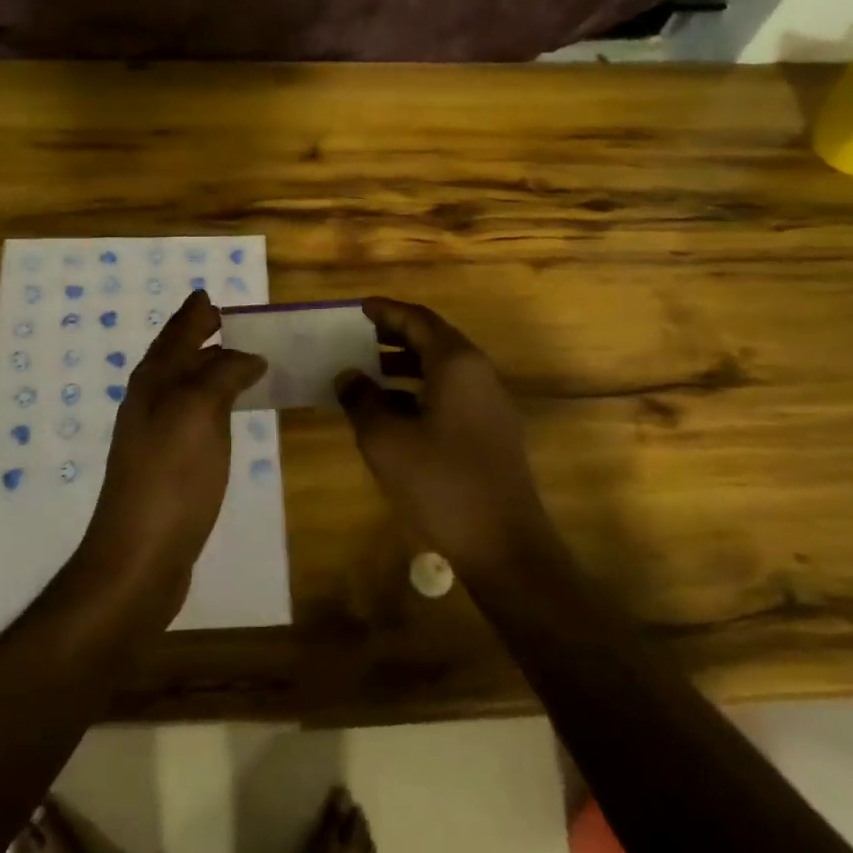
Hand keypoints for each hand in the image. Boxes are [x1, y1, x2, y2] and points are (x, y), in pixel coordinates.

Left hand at [75, 289, 265, 611]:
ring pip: (184, 386)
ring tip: (239, 361)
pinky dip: (212, 402)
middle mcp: (149, 401)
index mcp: (154, 382)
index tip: (212, 295)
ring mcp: (155, 435)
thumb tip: (248, 355)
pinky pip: (194, 417)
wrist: (139, 555)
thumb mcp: (199, 413)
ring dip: (208, 368)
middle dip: (200, 335)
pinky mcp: (168, 465)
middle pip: (176, 357)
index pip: (176, 334)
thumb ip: (223, 375)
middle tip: (233, 322)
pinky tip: (228, 414)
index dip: (194, 313)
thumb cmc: (171, 477)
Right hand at [335, 298, 557, 572]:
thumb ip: (362, 399)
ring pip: (443, 369)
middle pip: (434, 340)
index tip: (359, 307)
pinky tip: (393, 412)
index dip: (387, 311)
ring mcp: (489, 404)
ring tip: (368, 372)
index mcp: (456, 364)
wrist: (504, 544)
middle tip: (359, 337)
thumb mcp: (386, 440)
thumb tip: (348, 376)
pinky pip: (451, 394)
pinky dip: (420, 391)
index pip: (418, 320)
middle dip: (395, 336)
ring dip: (405, 365)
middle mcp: (478, 374)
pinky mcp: (491, 431)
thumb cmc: (441, 482)